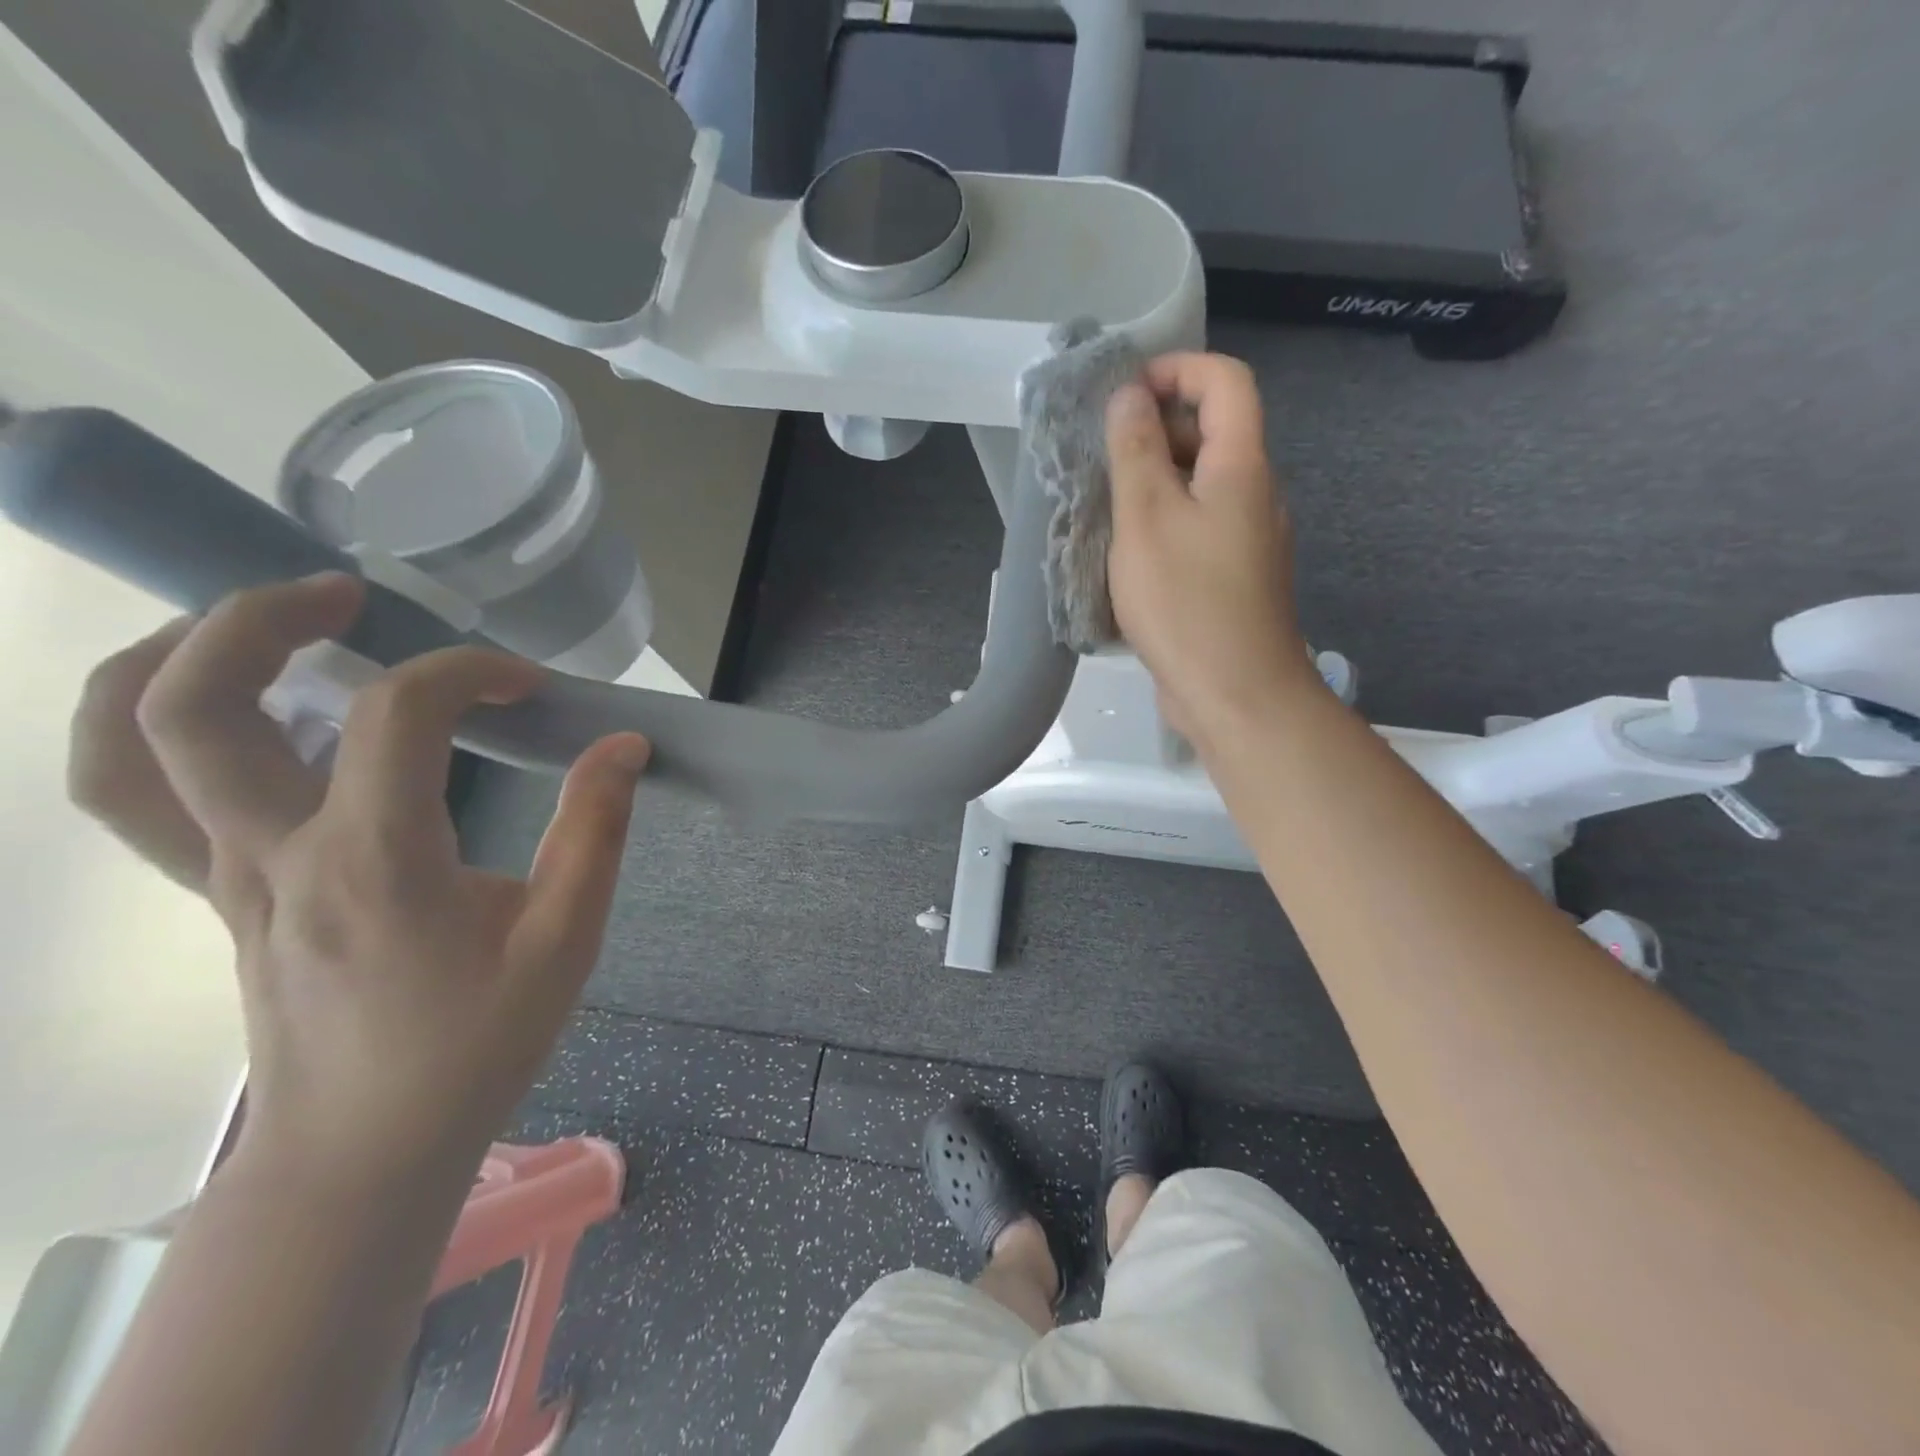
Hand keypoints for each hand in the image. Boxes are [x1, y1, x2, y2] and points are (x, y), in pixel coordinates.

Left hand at [69, 574, 650, 1173]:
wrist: (362, 1152)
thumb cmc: (475, 1045)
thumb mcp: (565, 941)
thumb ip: (596, 832)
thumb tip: (622, 745)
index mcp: (374, 861)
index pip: (397, 714)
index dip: (468, 673)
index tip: (528, 687)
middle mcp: (273, 854)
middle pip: (191, 704)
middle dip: (260, 617)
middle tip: (348, 594)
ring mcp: (226, 876)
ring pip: (123, 747)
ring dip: (174, 659)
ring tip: (262, 626)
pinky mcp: (220, 896)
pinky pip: (139, 798)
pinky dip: (161, 729)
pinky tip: (246, 713)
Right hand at [1105, 352, 1320, 738]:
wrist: (1235, 694)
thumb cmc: (1186, 601)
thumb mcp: (1146, 518)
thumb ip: (1135, 451)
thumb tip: (1129, 396)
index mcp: (1242, 467)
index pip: (1225, 381)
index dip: (1177, 369)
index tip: (1124, 394)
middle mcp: (1255, 494)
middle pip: (1212, 433)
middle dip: (1156, 430)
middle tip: (1102, 460)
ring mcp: (1248, 540)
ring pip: (1201, 486)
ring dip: (1154, 483)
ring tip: (1104, 508)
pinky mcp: (1233, 578)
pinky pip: (1199, 528)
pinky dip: (1164, 524)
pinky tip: (1127, 555)